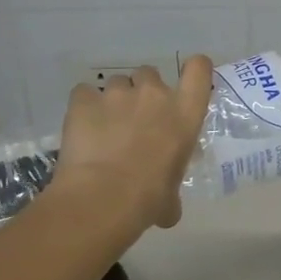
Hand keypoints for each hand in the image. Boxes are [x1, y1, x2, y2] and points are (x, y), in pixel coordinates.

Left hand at [49, 55, 213, 230]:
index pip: (199, 70)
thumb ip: (172, 190)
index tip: (187, 80)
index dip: (194, 69)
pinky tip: (81, 127)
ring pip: (117, 83)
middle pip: (150, 74)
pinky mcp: (84, 100)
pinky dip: (84, 106)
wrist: (103, 198)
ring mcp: (118, 94)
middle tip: (135, 119)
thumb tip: (167, 209)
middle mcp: (155, 95)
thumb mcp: (172, 196)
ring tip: (104, 127)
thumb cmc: (148, 199)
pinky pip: (84, 93)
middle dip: (143, 91)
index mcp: (185, 113)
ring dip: (114, 100)